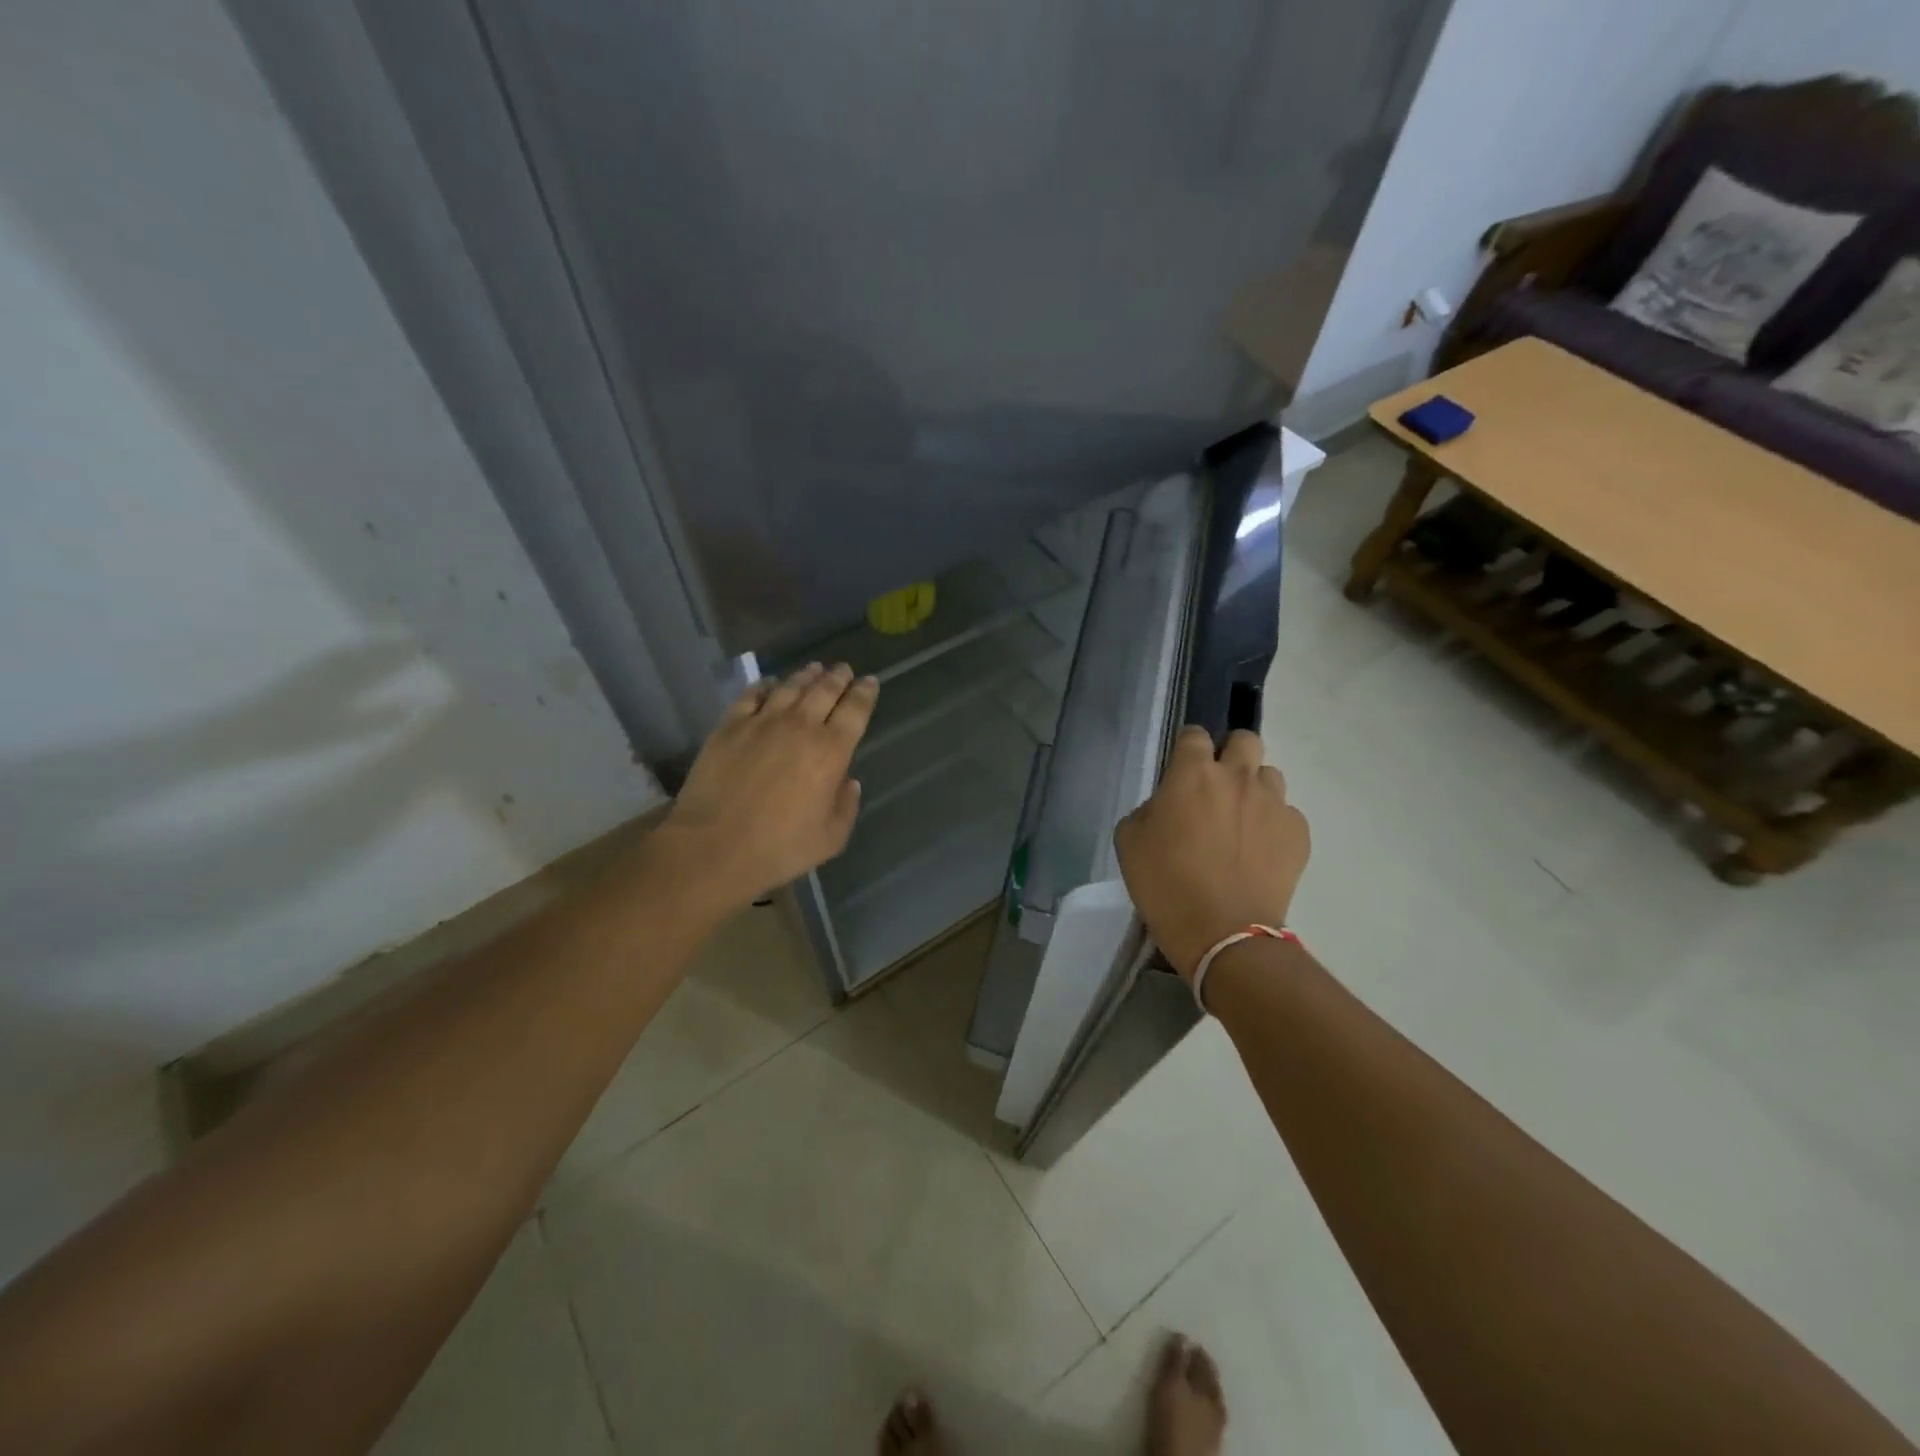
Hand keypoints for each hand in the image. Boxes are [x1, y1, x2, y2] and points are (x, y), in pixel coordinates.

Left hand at [659, 663, 878, 911]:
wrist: (714, 847)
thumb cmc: (779, 848)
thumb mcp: (830, 838)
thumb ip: (846, 806)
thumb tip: (849, 781)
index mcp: (831, 751)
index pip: (855, 710)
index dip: (865, 693)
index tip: (869, 682)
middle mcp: (800, 726)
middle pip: (824, 690)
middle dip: (838, 677)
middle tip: (844, 669)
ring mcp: (762, 722)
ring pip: (790, 687)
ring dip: (806, 675)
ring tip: (814, 668)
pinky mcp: (729, 726)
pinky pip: (752, 695)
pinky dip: (765, 686)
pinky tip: (770, 683)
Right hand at [1113, 726, 1309, 978]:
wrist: (1222, 932)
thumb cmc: (1165, 884)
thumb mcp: (1129, 841)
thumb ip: (1148, 809)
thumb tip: (1166, 806)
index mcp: (1192, 773)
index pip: (1194, 734)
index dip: (1187, 748)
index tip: (1181, 769)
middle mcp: (1238, 777)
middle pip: (1245, 740)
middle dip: (1231, 753)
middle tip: (1217, 786)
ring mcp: (1273, 803)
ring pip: (1270, 776)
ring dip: (1254, 789)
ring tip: (1241, 821)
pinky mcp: (1298, 833)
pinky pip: (1286, 814)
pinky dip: (1273, 825)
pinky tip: (1258, 851)